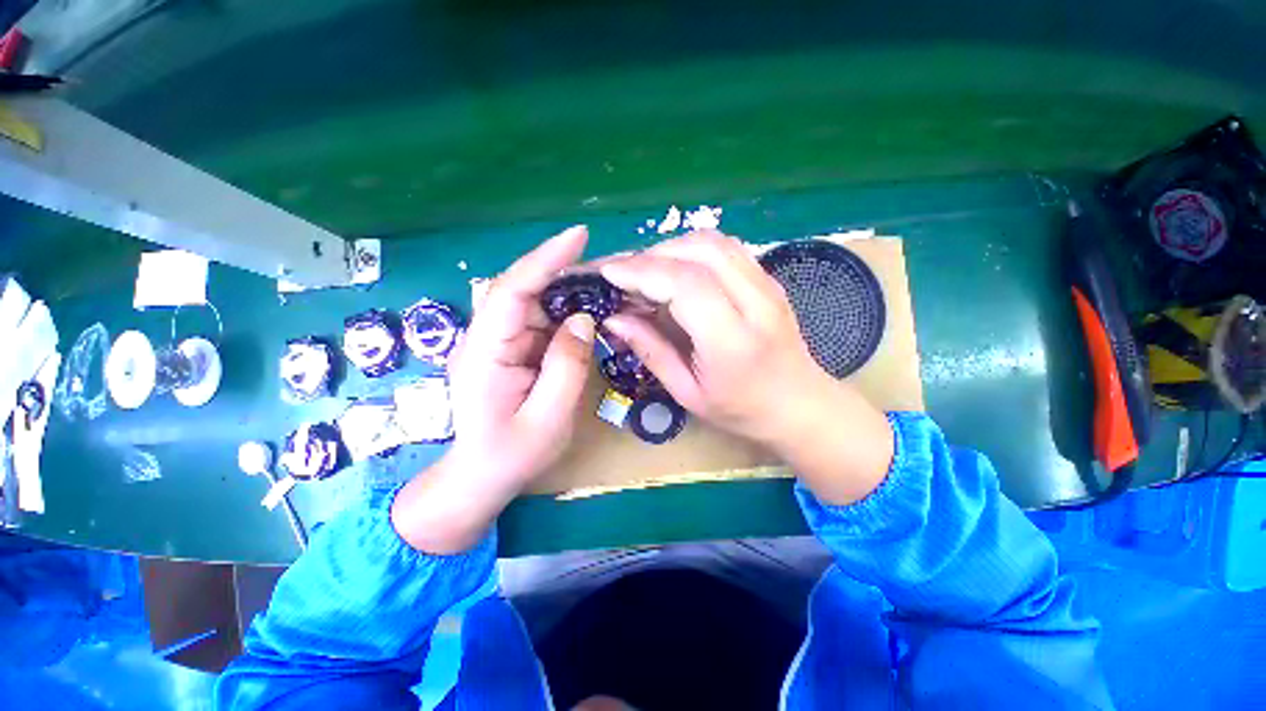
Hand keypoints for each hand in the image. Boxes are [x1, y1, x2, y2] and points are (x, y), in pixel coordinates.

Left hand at [393, 226, 595, 552]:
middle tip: (608, 268)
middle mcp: (487, 337)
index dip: (545, 260)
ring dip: (569, 291)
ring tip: (605, 286)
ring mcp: (499, 342)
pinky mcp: (512, 349)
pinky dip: (566, 312)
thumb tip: (582, 319)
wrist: (481, 477)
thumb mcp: (547, 419)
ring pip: (535, 303)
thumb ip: (567, 368)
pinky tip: (589, 312)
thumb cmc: (510, 456)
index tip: (579, 236)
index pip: (512, 291)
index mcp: (484, 352)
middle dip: (565, 272)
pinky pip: (541, 321)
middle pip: (525, 290)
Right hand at [600, 231, 893, 504]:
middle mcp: (755, 302)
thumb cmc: (741, 410)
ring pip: (713, 241)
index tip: (609, 272)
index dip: (642, 272)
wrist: (800, 404)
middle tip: (622, 273)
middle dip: (651, 255)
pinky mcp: (768, 278)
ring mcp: (767, 284)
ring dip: (671, 248)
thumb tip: (614, 320)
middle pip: (699, 251)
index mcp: (732, 341)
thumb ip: (651, 352)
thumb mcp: (688, 393)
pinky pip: (726, 247)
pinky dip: (692, 249)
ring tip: (646, 270)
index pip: (685, 285)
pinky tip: (676, 269)